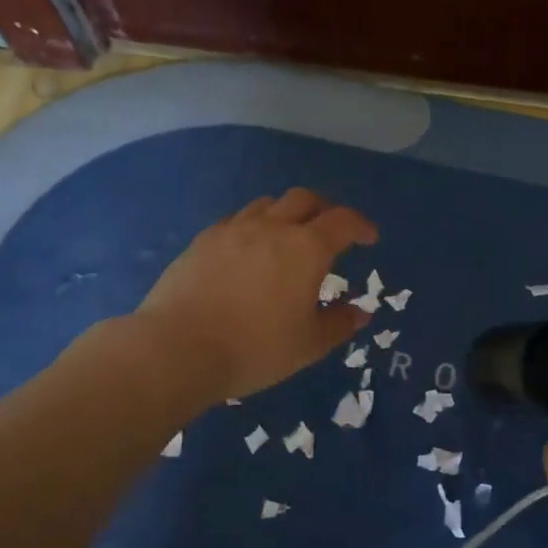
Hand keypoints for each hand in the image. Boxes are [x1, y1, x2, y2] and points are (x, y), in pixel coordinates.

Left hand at [129, 188, 377, 401]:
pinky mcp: (203, 240)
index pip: (343, 221)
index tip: (369, 238)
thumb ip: (338, 324)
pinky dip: (254, 227)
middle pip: (305, 199)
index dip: (361, 226)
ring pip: (268, 204)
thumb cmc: (255, 348)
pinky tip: (248, 252)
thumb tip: (360, 313)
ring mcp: (233, 230)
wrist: (177, 348)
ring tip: (288, 238)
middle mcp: (272, 227)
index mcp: (306, 248)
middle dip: (325, 210)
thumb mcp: (308, 345)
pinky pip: (237, 221)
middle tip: (330, 232)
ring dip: (286, 214)